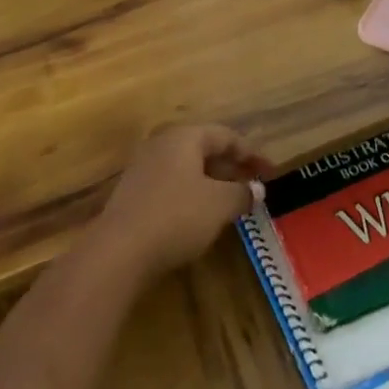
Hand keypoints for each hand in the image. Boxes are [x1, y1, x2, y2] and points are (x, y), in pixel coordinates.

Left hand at [90, 125, 273, 282]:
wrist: (118, 251)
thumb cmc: (176, 217)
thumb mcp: (218, 205)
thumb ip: (241, 193)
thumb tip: (256, 189)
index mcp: (184, 137)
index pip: (226, 136)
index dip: (252, 154)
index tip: (271, 172)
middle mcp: (162, 145)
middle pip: (204, 149)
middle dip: (232, 168)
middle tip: (254, 188)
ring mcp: (143, 169)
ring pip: (187, 169)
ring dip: (213, 183)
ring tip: (232, 204)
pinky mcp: (133, 194)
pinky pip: (172, 185)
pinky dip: (193, 195)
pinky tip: (201, 218)